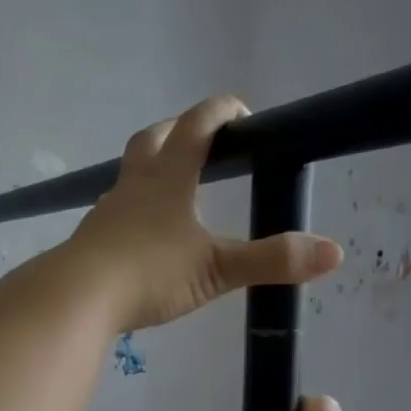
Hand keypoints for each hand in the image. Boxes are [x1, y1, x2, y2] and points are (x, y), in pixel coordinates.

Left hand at [65, 96, 341, 332]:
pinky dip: (134, 209)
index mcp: (167, 178)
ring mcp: (107, 212)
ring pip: (130, 174)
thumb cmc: (148, 274)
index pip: (196, 126)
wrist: (76, 299)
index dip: (221, 111)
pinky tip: (142, 234)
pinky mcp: (91, 239)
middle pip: (152, 139)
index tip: (243, 113)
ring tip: (175, 189)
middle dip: (180, 130)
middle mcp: (134, 185)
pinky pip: (116, 211)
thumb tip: (334, 253)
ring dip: (153, 169)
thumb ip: (271, 260)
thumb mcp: (215, 269)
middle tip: (204, 142)